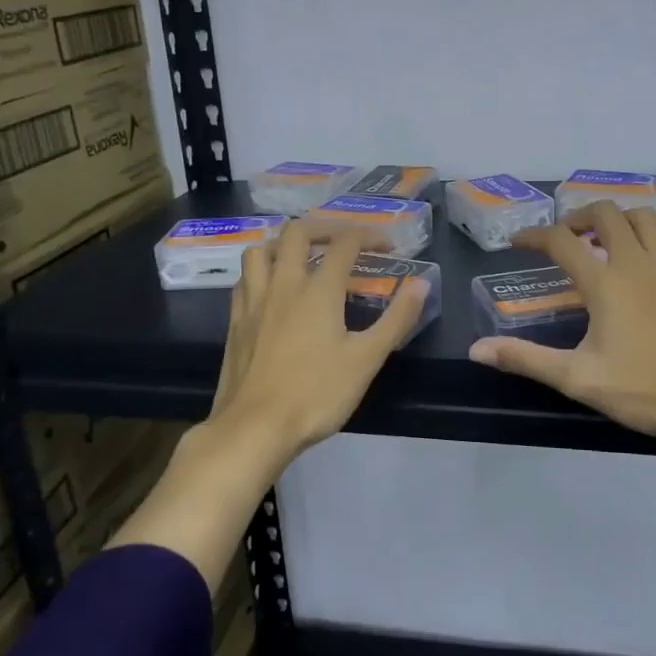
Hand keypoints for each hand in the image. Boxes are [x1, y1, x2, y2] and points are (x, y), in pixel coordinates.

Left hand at [206, 221, 429, 473]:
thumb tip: (421, 284)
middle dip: (324, 228)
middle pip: (296, 233)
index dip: (369, 236)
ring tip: (301, 257)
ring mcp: (254, 301)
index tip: (386, 246)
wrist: (254, 428)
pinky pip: (244, 279)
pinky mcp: (235, 321)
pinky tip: (270, 289)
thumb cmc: (316, 394)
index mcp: (318, 290)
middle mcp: (283, 284)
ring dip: (283, 244)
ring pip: (260, 250)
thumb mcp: (367, 360)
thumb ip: (396, 319)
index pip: (345, 244)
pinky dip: (260, 271)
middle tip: (343, 242)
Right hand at [467, 202, 655, 446]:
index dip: (533, 236)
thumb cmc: (643, 390)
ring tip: (603, 237)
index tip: (517, 243)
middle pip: (606, 213)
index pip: (561, 242)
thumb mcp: (577, 379)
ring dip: (619, 217)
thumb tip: (477, 350)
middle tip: (564, 238)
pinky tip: (652, 250)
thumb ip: (526, 359)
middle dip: (578, 216)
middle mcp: (636, 264)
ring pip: (644, 218)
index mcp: (605, 283)